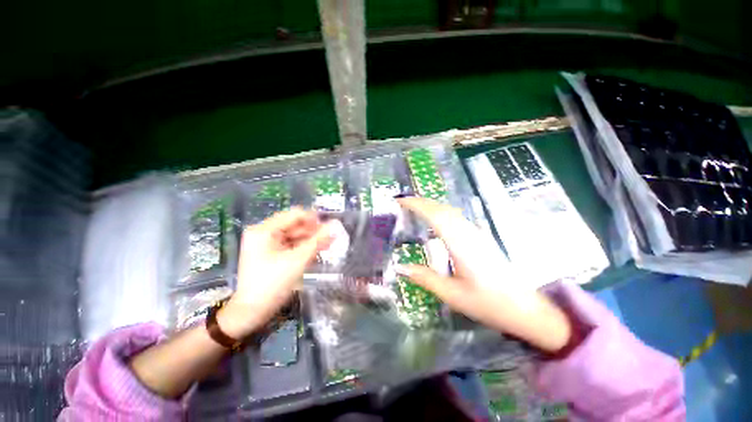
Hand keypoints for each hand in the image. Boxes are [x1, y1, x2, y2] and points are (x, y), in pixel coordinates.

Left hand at [217, 208, 334, 338]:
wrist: (252, 312)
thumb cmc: (273, 284)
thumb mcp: (298, 260)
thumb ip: (318, 241)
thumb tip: (335, 226)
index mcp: (264, 230)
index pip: (295, 215)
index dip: (314, 220)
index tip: (329, 228)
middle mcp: (263, 232)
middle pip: (294, 224)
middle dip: (313, 231)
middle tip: (330, 239)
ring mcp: (265, 243)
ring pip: (293, 235)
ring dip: (309, 239)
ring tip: (326, 246)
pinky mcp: (269, 253)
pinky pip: (289, 244)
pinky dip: (302, 247)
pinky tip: (315, 252)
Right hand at [396, 197, 571, 352]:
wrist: (527, 310)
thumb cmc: (490, 303)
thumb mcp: (453, 295)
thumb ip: (425, 278)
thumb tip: (400, 268)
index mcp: (461, 244)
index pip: (435, 215)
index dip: (416, 204)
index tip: (400, 201)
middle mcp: (468, 233)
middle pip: (442, 209)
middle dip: (421, 202)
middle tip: (402, 203)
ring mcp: (476, 234)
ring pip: (450, 211)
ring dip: (431, 206)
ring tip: (413, 209)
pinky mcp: (480, 238)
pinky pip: (456, 218)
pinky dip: (440, 213)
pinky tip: (435, 221)